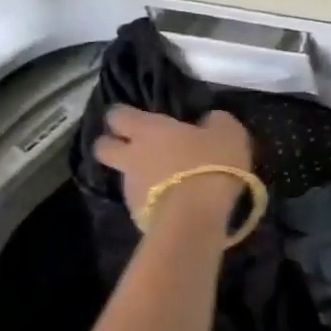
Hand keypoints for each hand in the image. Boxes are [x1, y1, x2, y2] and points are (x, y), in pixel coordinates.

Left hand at [94, 108, 252, 218]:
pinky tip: (173, 204)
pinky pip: (140, 202)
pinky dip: (152, 200)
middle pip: (102, 148)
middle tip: (131, 146)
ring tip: (164, 181)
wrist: (196, 216)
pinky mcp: (137, 216)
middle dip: (111, 145)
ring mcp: (131, 189)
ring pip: (123, 177)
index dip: (122, 114)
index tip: (134, 116)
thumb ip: (215, 122)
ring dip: (138, 176)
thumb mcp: (228, 133)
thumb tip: (209, 121)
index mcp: (148, 130)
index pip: (118, 115)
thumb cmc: (211, 164)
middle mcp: (131, 157)